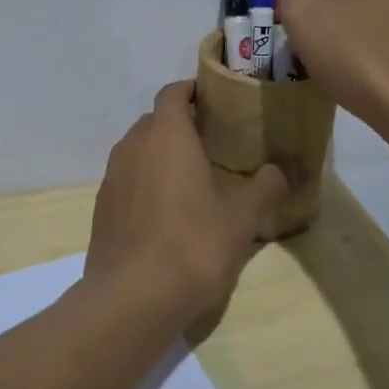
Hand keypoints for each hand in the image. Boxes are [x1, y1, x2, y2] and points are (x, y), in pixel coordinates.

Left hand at [83, 82, 291, 326]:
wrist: (132, 298)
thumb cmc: (193, 244)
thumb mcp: (242, 216)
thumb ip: (267, 186)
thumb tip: (287, 170)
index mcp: (166, 135)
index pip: (173, 92)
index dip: (192, 91)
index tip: (216, 101)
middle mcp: (133, 146)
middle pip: (155, 120)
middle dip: (180, 124)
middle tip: (213, 142)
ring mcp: (112, 177)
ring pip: (138, 150)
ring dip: (161, 154)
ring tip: (191, 177)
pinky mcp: (101, 208)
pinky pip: (127, 179)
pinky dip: (145, 182)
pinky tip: (166, 212)